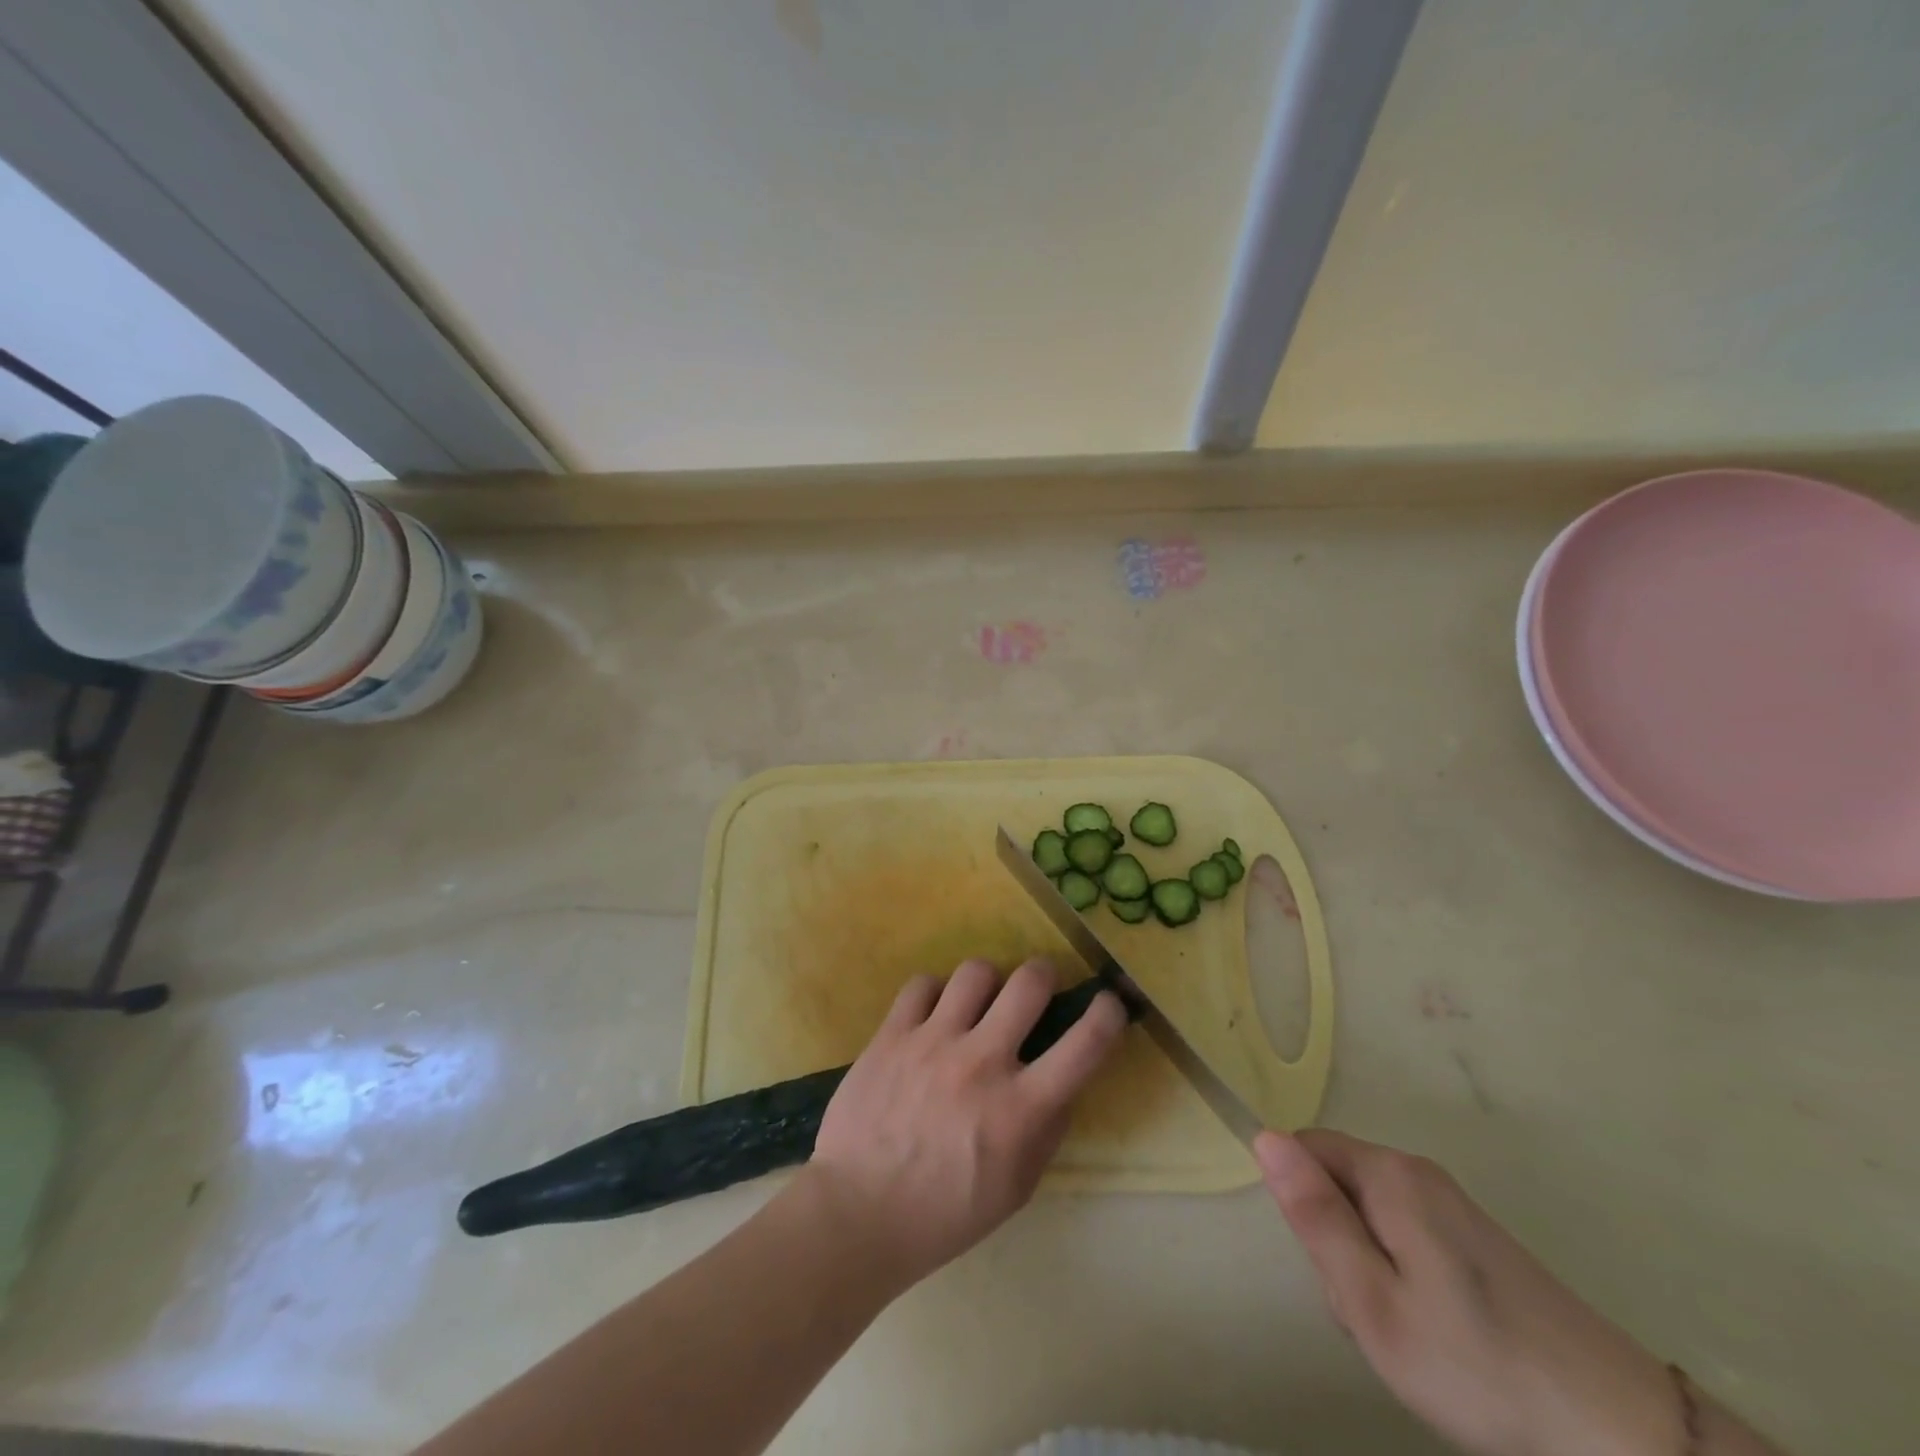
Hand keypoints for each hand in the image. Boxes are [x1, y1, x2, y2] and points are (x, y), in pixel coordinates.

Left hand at [803, 957, 1127, 1286]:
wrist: (857, 1213)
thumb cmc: (945, 1213)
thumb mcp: (1016, 1188)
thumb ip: (1046, 1132)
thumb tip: (1062, 1085)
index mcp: (1020, 1109)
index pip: (1083, 1046)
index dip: (1108, 1014)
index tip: (1110, 1003)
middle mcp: (982, 1063)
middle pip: (1029, 983)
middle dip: (1044, 974)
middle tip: (1037, 986)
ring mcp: (933, 1042)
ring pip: (976, 971)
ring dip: (988, 982)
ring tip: (979, 1001)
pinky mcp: (892, 1034)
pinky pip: (922, 984)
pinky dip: (935, 994)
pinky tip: (932, 1015)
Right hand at [1256, 1130, 1676, 1455]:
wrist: (1620, 1432)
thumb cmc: (1476, 1365)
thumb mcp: (1372, 1301)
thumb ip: (1315, 1216)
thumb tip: (1264, 1137)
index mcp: (1388, 1174)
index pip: (1304, 1150)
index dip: (1302, 1206)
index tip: (1332, 1268)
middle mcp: (1418, 1172)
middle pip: (1338, 1183)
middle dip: (1337, 1243)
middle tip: (1374, 1315)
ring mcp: (1452, 1204)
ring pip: (1370, 1215)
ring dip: (1369, 1267)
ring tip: (1408, 1333)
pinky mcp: (1477, 1238)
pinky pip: (1407, 1236)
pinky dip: (1404, 1278)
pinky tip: (1438, 1334)